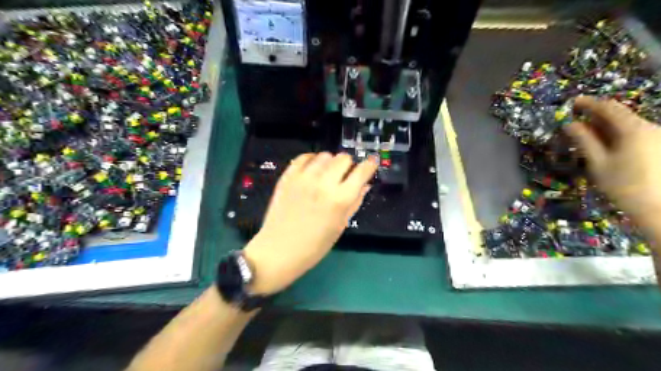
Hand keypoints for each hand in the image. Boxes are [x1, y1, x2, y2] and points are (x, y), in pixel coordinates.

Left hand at [242, 152, 376, 293]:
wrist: (279, 250)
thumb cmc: (315, 246)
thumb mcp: (340, 226)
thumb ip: (355, 202)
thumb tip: (365, 185)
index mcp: (341, 199)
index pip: (362, 171)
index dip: (370, 165)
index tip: (371, 163)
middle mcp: (324, 183)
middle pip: (343, 158)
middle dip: (349, 165)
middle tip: (345, 176)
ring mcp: (304, 177)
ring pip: (325, 155)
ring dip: (331, 163)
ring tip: (327, 175)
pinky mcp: (288, 176)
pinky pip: (304, 157)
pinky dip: (312, 161)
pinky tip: (312, 171)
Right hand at [560, 96, 660, 234]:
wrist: (658, 208)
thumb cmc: (623, 185)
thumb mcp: (598, 162)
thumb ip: (584, 140)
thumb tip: (569, 124)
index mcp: (634, 129)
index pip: (609, 108)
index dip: (589, 103)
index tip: (572, 102)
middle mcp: (650, 128)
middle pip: (619, 115)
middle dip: (596, 116)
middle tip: (575, 121)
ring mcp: (657, 138)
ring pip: (627, 125)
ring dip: (605, 127)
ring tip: (586, 135)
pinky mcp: (658, 147)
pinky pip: (635, 134)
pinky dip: (616, 135)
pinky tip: (605, 144)